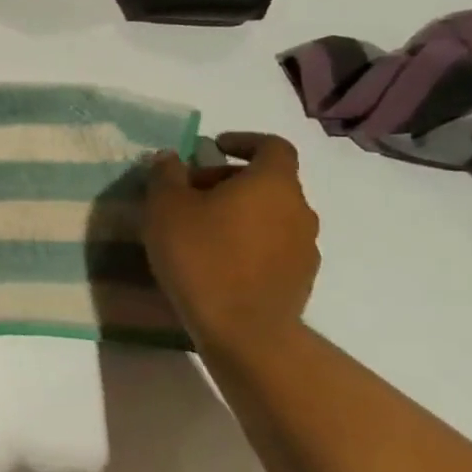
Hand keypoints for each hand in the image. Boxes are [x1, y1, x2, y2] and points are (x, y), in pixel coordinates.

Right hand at [144, 132, 319, 352]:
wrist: (243, 331)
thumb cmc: (202, 256)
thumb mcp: (166, 207)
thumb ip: (167, 174)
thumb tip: (170, 157)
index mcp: (272, 183)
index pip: (272, 146)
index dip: (244, 141)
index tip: (214, 148)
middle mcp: (298, 209)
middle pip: (268, 182)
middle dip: (229, 181)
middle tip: (190, 194)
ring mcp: (305, 247)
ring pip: (271, 215)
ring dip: (240, 213)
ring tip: (201, 230)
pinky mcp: (300, 279)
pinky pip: (273, 246)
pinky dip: (249, 242)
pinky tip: (218, 261)